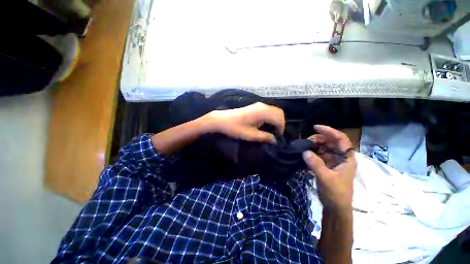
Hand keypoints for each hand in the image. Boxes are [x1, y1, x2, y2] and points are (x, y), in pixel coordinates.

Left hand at [206, 102, 284, 142]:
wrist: (222, 119)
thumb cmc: (235, 128)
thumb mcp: (250, 135)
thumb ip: (265, 137)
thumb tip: (275, 140)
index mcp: (263, 112)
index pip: (279, 118)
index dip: (281, 128)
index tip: (277, 137)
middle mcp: (263, 106)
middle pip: (279, 112)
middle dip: (280, 123)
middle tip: (275, 134)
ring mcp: (258, 105)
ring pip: (274, 111)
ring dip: (275, 120)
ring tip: (270, 131)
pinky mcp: (255, 106)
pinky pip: (268, 111)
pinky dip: (270, 117)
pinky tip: (264, 125)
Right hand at [302, 125, 355, 211]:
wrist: (335, 207)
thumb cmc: (336, 193)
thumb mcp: (326, 179)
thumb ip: (316, 164)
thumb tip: (305, 151)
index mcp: (346, 158)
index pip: (341, 139)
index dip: (329, 131)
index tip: (316, 127)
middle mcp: (341, 157)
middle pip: (331, 141)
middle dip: (319, 138)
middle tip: (307, 141)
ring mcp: (333, 161)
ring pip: (324, 147)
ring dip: (314, 145)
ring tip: (305, 146)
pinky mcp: (326, 165)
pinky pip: (319, 154)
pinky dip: (312, 152)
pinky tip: (306, 153)